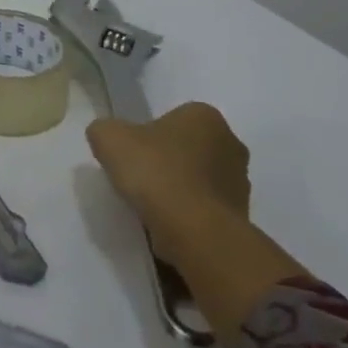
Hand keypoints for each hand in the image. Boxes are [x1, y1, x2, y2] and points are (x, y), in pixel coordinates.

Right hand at [86, 103, 250, 259]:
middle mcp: (231, 143)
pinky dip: (189, 213)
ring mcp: (241, 182)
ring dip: (180, 188)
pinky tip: (168, 223)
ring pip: (199, 179)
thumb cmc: (155, 172)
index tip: (133, 154)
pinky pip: (206, 208)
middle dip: (168, 160)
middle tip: (140, 177)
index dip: (148, 135)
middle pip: (189, 148)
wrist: (194, 231)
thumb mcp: (108, 138)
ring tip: (152, 205)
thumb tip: (109, 136)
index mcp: (204, 116)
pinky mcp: (242, 216)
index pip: (173, 118)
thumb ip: (105, 129)